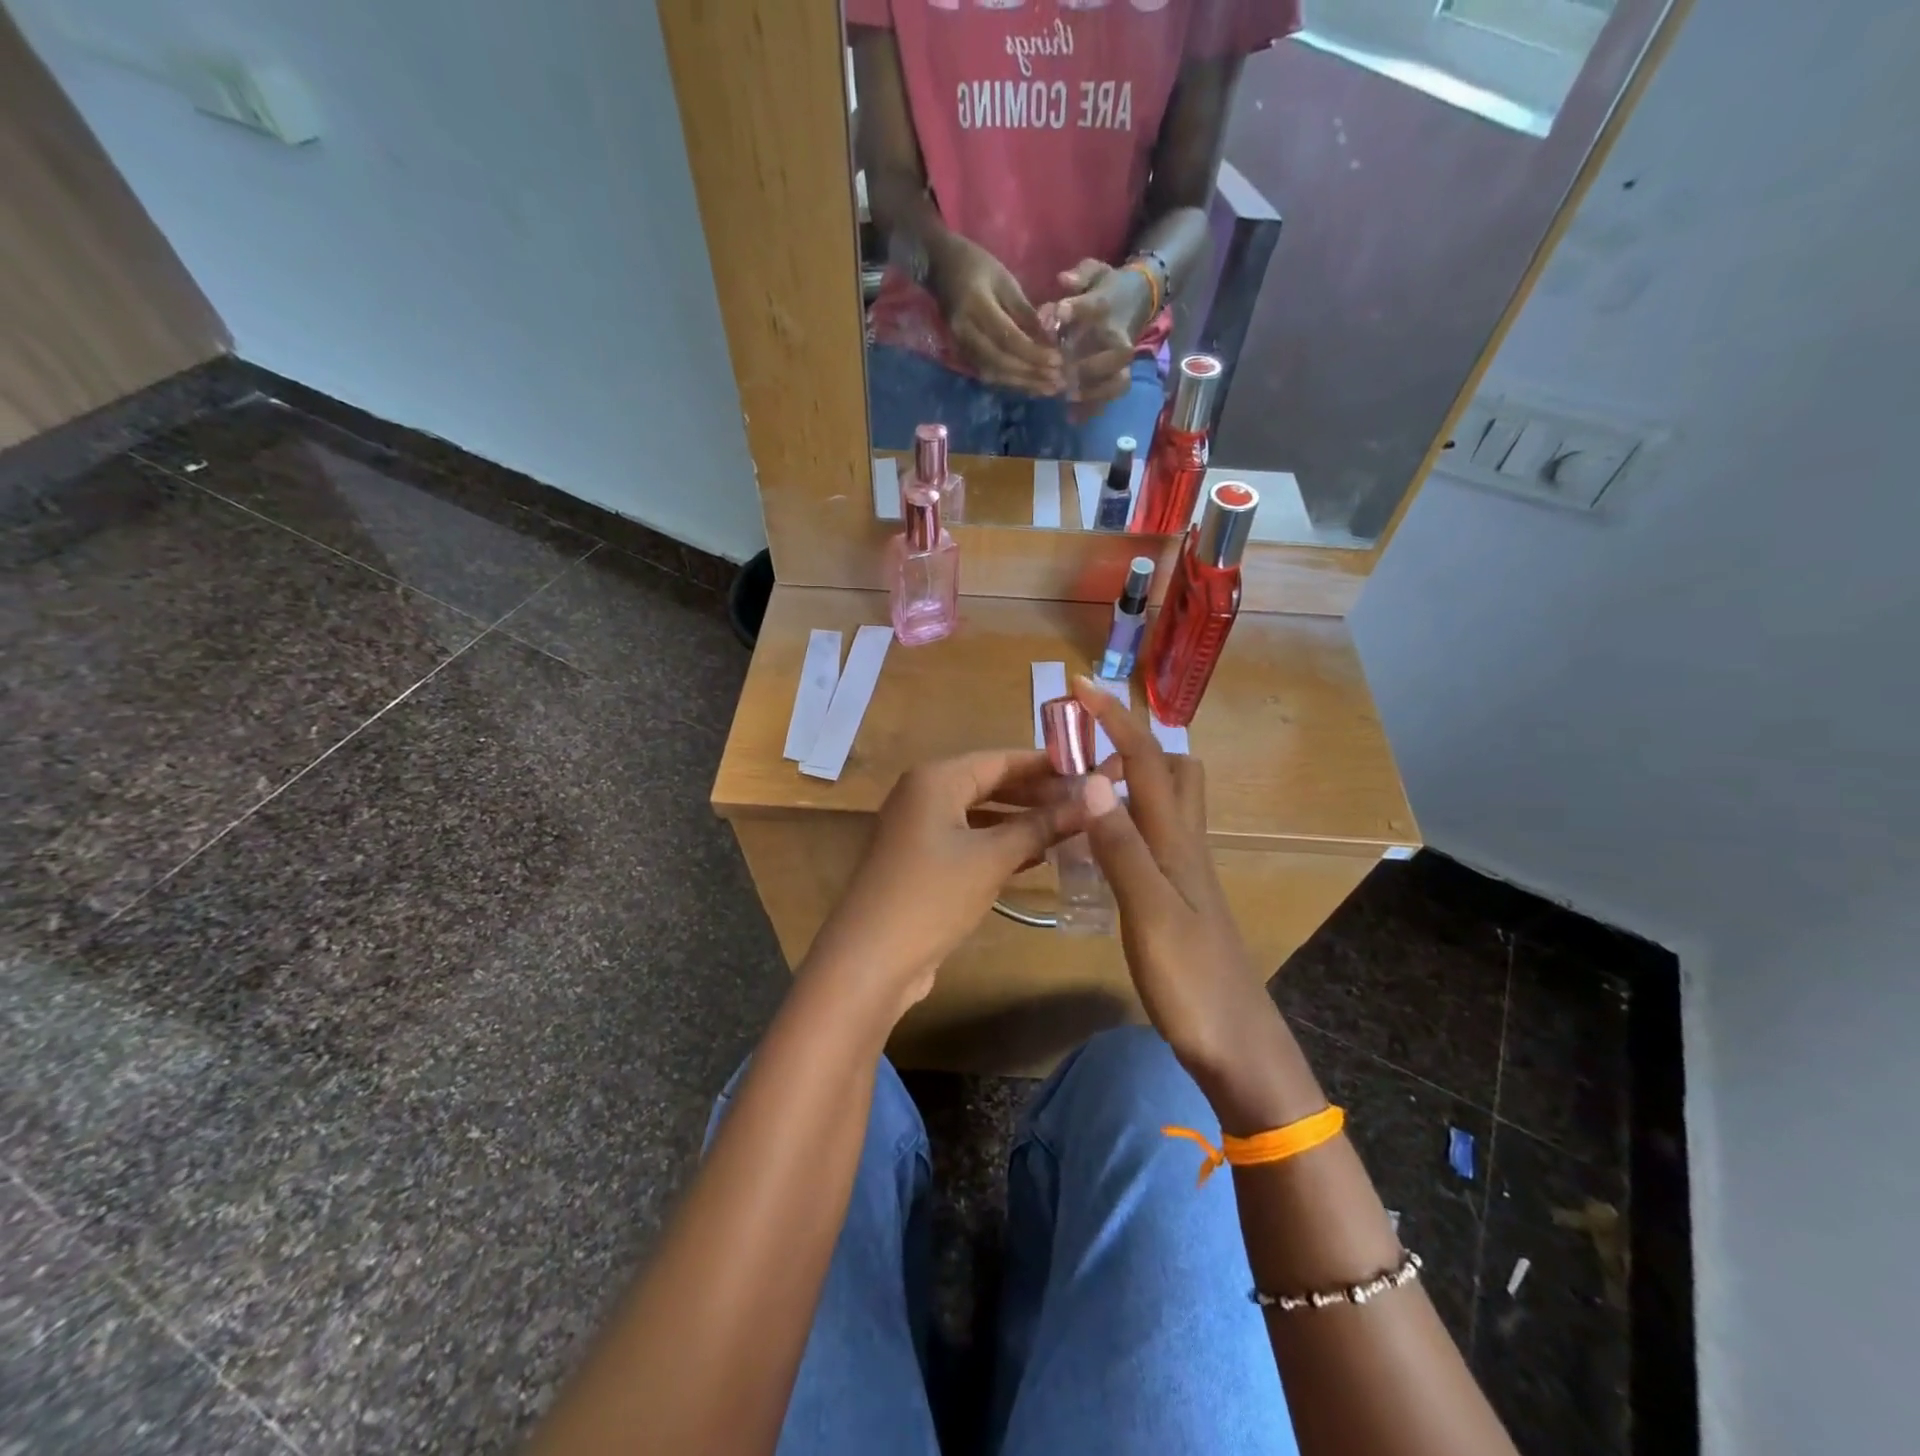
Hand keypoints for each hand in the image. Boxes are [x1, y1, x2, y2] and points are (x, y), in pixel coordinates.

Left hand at [803, 750, 1084, 1020]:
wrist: (871, 959)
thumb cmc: (933, 895)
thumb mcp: (993, 858)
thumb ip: (1041, 826)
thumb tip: (1090, 802)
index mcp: (936, 778)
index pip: (1001, 759)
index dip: (1046, 764)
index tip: (1089, 769)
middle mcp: (924, 794)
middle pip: (990, 783)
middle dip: (1037, 794)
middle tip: (1086, 803)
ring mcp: (920, 828)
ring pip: (981, 814)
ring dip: (1022, 821)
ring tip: (1071, 827)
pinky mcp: (922, 860)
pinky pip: (969, 839)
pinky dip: (1000, 844)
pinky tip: (1037, 856)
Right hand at [928, 235, 1062, 394]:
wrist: (940, 268)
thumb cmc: (977, 266)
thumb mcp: (1005, 281)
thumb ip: (1025, 312)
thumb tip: (1048, 340)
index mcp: (976, 306)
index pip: (1007, 338)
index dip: (1033, 353)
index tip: (1057, 361)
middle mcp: (965, 332)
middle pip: (1001, 362)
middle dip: (1031, 374)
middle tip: (1057, 381)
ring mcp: (961, 347)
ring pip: (994, 373)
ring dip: (1023, 383)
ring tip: (1049, 388)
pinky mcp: (962, 356)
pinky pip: (989, 374)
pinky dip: (1012, 382)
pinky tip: (1030, 386)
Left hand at [1050, 259, 1156, 417]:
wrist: (1136, 300)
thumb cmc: (1106, 288)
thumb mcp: (1094, 272)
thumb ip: (1079, 276)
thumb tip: (1063, 280)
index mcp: (1108, 306)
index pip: (1094, 307)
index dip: (1074, 311)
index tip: (1056, 316)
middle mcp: (1119, 336)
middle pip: (1115, 355)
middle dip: (1088, 366)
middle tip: (1061, 374)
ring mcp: (1121, 360)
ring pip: (1117, 381)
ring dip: (1094, 392)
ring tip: (1068, 397)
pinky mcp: (1119, 375)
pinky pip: (1111, 396)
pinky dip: (1093, 408)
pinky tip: (1072, 417)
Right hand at [1069, 678, 1282, 1084]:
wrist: (1237, 1045)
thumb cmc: (1192, 982)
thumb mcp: (1149, 913)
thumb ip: (1121, 847)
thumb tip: (1091, 780)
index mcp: (1176, 840)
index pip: (1146, 761)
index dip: (1115, 719)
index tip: (1081, 686)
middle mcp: (1186, 844)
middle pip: (1173, 769)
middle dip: (1132, 742)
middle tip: (1084, 750)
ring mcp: (1186, 871)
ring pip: (1167, 801)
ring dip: (1132, 778)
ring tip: (1084, 788)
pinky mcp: (1180, 895)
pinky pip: (1154, 835)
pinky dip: (1127, 818)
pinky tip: (1101, 842)